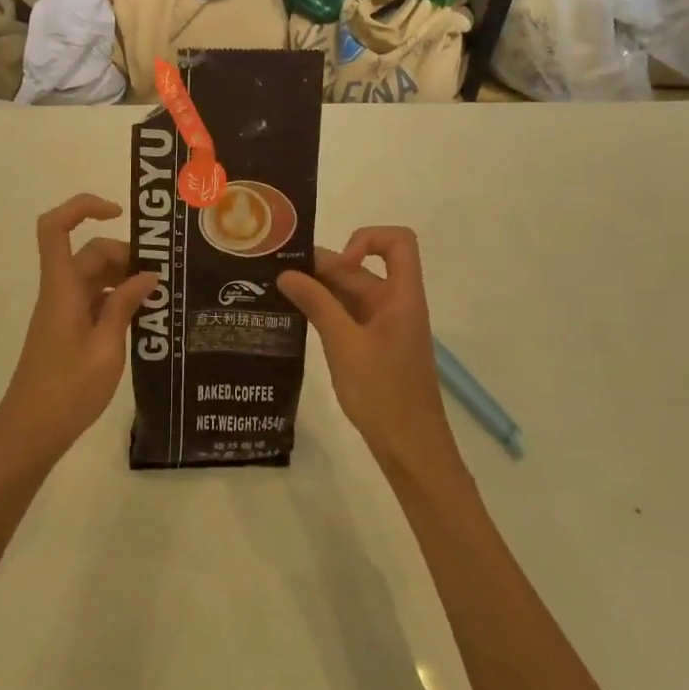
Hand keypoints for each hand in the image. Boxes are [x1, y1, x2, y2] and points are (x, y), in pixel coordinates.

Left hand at [0, 194, 159, 470]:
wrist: (30, 433)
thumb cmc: (67, 391)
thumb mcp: (106, 348)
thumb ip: (125, 306)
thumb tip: (147, 275)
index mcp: (62, 289)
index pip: (55, 228)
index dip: (82, 208)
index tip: (119, 213)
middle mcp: (60, 292)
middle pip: (89, 253)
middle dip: (126, 255)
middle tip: (164, 277)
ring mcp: (62, 311)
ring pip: (94, 277)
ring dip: (125, 279)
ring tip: (162, 297)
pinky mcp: (68, 330)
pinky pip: (94, 300)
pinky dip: (118, 301)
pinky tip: (145, 318)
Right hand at [279, 228, 456, 476]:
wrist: (411, 450)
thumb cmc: (384, 394)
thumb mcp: (345, 346)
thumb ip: (317, 305)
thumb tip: (286, 273)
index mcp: (401, 297)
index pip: (398, 242)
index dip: (366, 239)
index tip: (336, 264)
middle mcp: (395, 304)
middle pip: (362, 268)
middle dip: (324, 267)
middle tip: (278, 272)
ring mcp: (384, 326)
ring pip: (351, 292)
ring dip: (319, 289)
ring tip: (277, 291)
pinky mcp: (373, 346)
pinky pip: (347, 315)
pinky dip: (323, 311)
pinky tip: (294, 317)